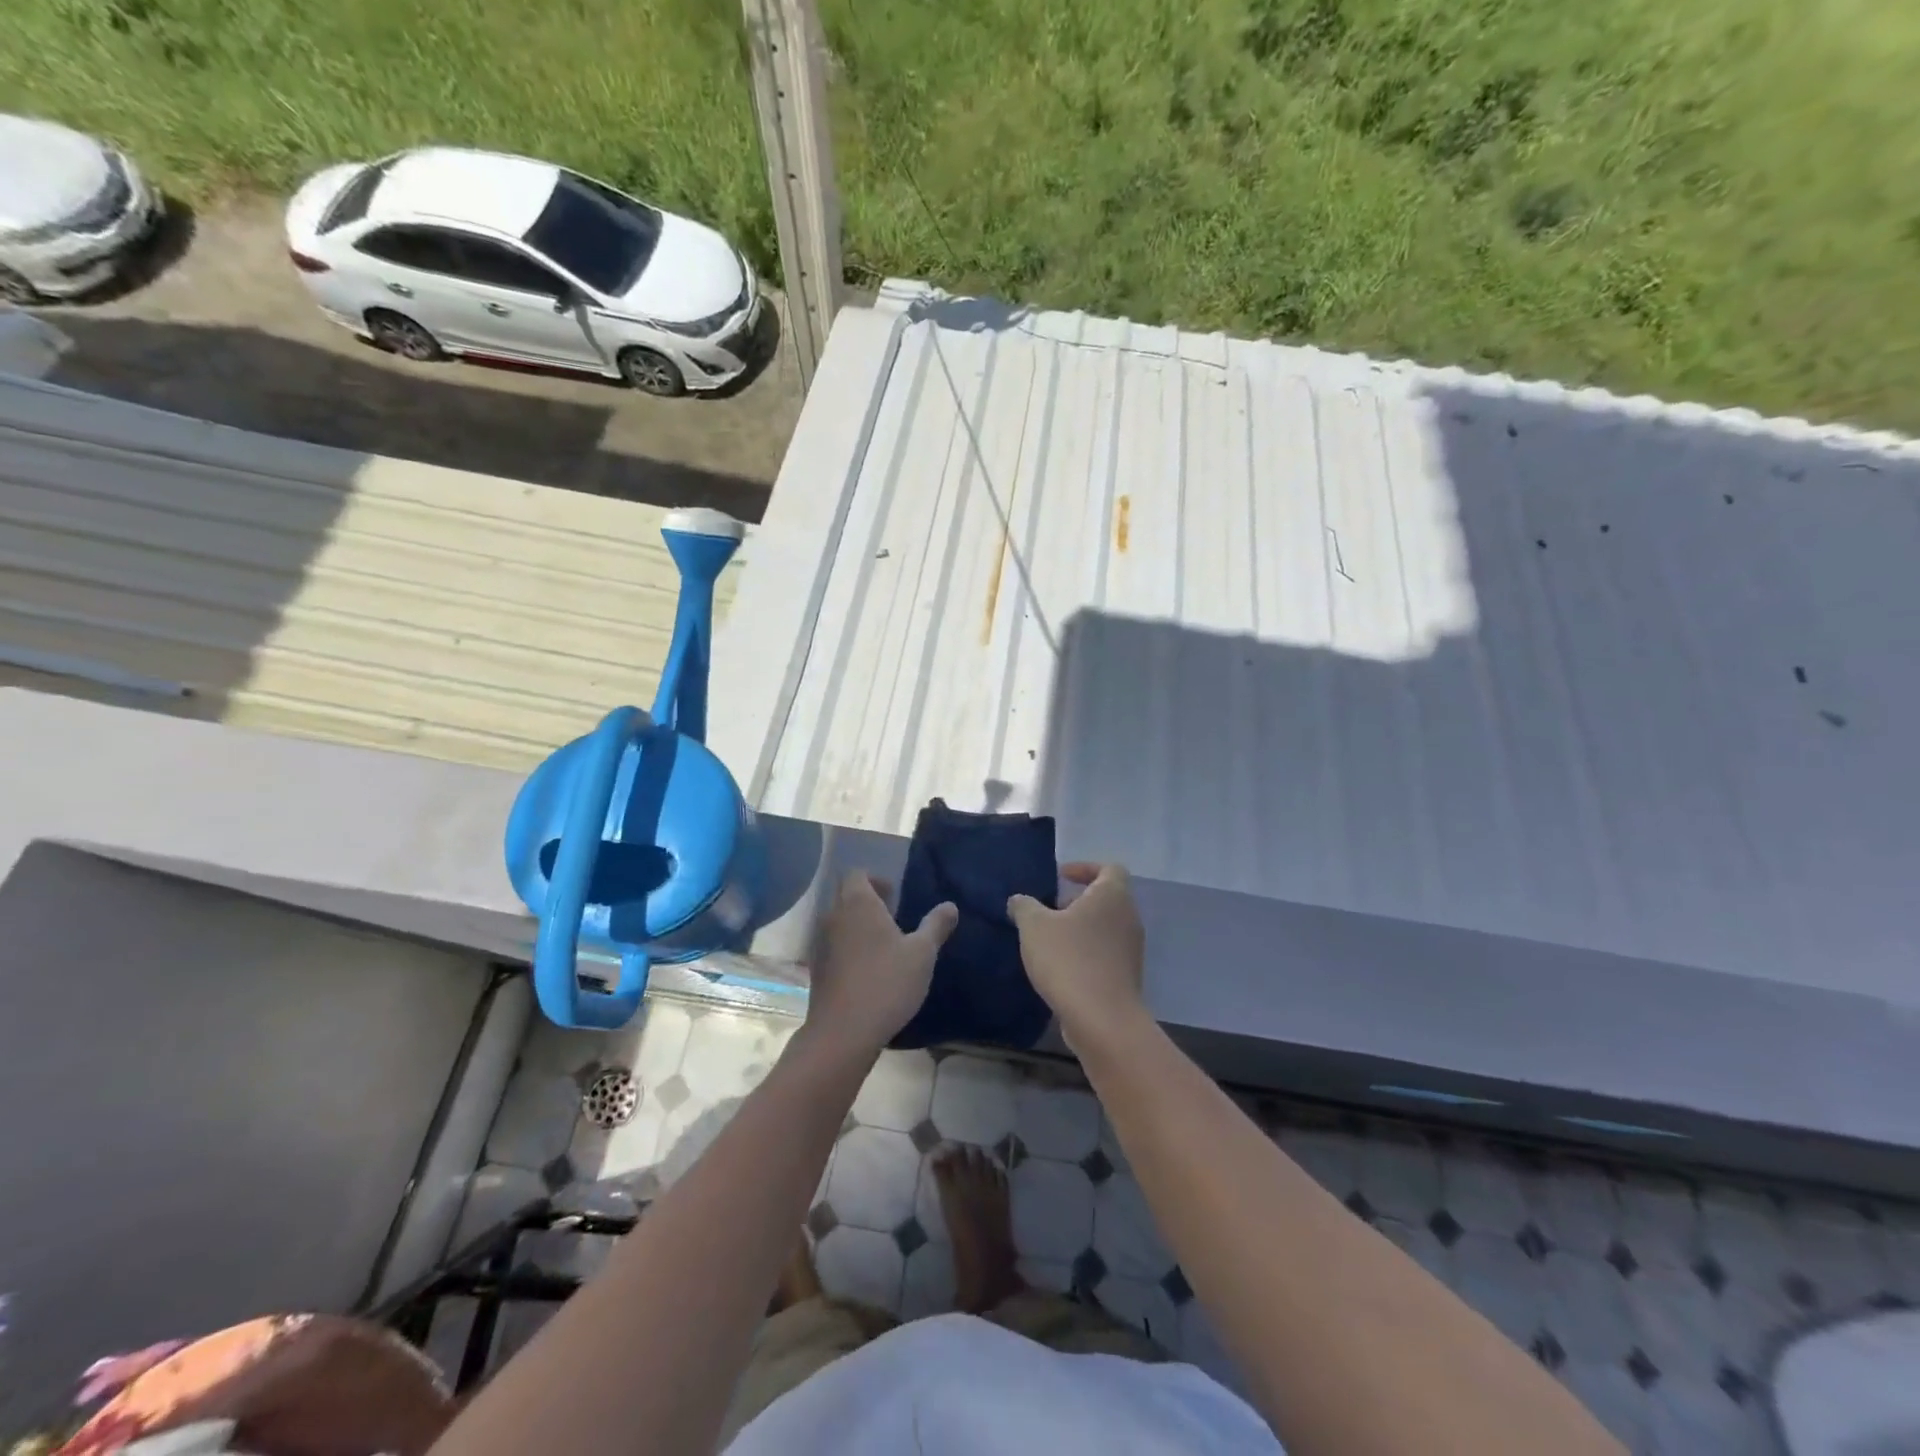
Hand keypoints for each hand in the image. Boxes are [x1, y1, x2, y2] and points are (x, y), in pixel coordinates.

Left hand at [804, 873, 956, 1055]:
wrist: (843, 1032)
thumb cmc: (887, 982)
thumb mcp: (922, 953)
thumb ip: (935, 925)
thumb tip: (950, 905)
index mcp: (858, 904)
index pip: (857, 874)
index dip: (875, 879)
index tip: (894, 895)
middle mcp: (834, 917)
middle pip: (845, 896)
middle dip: (868, 901)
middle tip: (893, 917)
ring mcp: (821, 944)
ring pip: (839, 923)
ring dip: (858, 926)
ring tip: (884, 945)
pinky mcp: (817, 970)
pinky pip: (834, 947)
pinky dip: (849, 949)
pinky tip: (869, 971)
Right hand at [1008, 863, 1146, 1050]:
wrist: (1102, 1019)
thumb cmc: (1069, 959)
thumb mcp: (1034, 926)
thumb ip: (1024, 906)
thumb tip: (1019, 900)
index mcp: (1112, 895)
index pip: (1108, 868)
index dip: (1084, 868)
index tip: (1060, 878)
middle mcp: (1128, 917)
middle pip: (1106, 898)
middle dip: (1076, 901)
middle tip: (1047, 911)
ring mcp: (1131, 949)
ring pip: (1105, 927)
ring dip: (1079, 929)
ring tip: (1048, 941)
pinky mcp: (1127, 976)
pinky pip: (1105, 953)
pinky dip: (1086, 953)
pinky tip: (1060, 968)